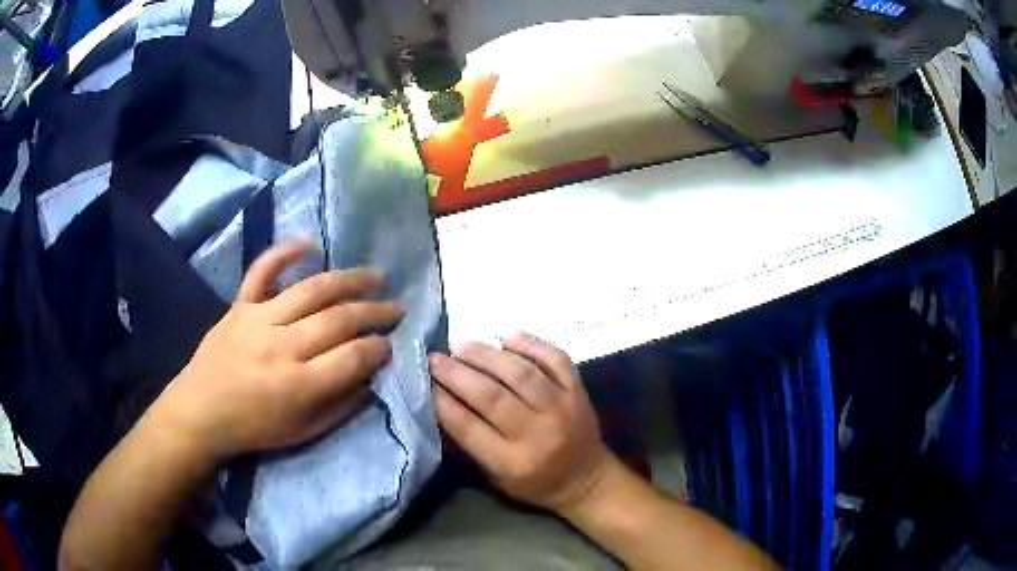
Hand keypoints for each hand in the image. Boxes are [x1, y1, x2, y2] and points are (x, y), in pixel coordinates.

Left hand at [154, 240, 402, 462]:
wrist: (200, 412)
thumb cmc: (255, 428)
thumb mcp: (304, 432)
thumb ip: (341, 407)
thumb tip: (371, 379)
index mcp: (299, 385)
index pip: (353, 357)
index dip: (379, 348)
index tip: (391, 343)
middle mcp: (282, 346)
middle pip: (338, 319)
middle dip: (375, 312)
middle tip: (396, 307)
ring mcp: (258, 319)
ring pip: (311, 290)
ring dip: (349, 280)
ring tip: (376, 276)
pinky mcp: (240, 305)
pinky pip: (262, 271)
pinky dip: (284, 253)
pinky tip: (310, 243)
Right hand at [429, 332, 611, 511]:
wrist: (587, 480)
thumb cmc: (535, 483)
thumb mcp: (496, 476)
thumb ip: (472, 442)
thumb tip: (444, 398)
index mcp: (513, 462)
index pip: (469, 426)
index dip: (442, 401)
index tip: (424, 381)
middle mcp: (538, 433)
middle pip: (491, 396)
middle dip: (457, 373)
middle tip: (435, 358)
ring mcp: (562, 408)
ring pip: (521, 373)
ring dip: (487, 355)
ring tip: (463, 346)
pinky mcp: (578, 391)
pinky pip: (555, 359)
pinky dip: (531, 344)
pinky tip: (507, 337)